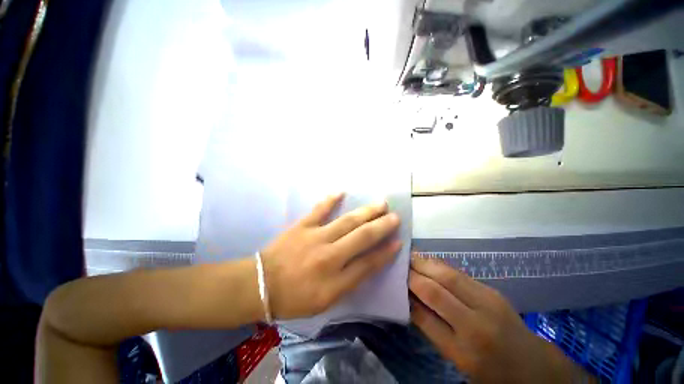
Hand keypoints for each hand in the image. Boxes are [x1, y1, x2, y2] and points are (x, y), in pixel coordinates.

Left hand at [262, 193, 401, 319]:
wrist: (261, 285)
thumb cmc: (294, 298)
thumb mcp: (325, 301)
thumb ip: (349, 282)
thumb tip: (369, 263)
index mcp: (335, 281)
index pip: (368, 263)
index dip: (385, 253)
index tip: (398, 241)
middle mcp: (329, 256)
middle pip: (362, 238)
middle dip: (381, 226)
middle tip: (395, 217)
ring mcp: (315, 237)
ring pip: (347, 221)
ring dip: (366, 212)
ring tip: (380, 203)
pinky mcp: (302, 226)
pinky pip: (319, 209)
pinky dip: (330, 200)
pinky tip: (341, 192)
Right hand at [409, 257, 592, 383]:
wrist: (532, 365)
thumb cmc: (489, 370)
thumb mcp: (456, 359)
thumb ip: (431, 328)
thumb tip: (409, 299)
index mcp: (463, 350)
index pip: (425, 315)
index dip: (407, 294)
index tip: (395, 281)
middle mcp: (476, 324)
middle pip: (437, 289)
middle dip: (414, 273)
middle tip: (399, 262)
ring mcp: (488, 303)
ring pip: (449, 275)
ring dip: (426, 263)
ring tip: (410, 256)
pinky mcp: (493, 291)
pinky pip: (460, 274)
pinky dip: (440, 265)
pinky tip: (429, 261)